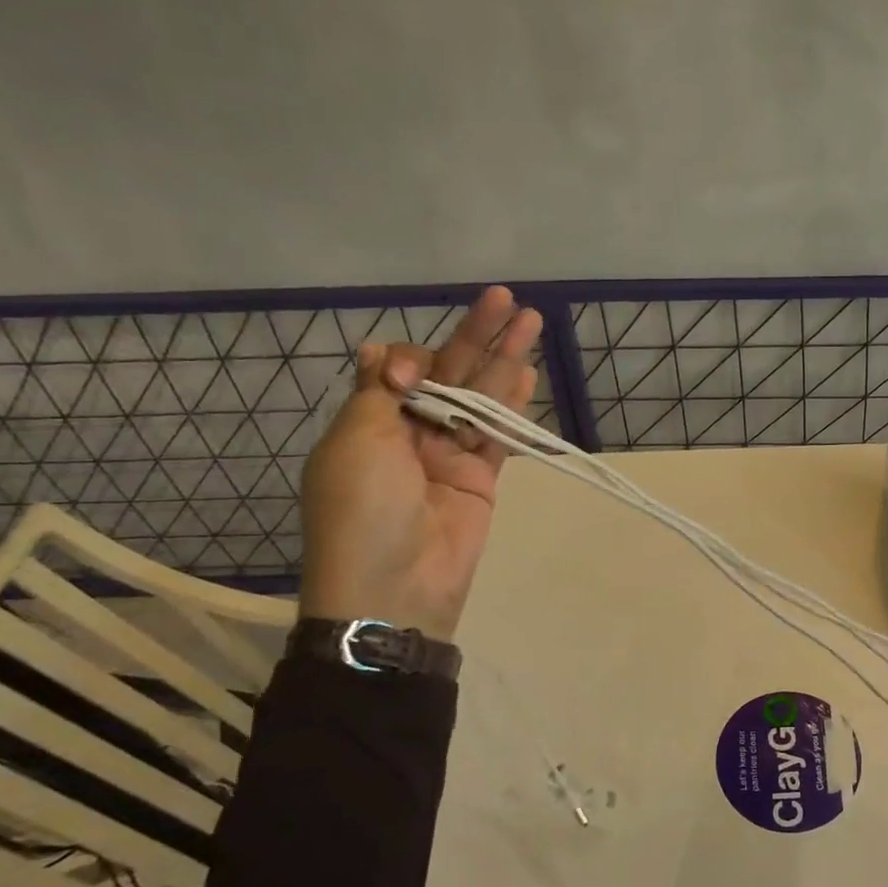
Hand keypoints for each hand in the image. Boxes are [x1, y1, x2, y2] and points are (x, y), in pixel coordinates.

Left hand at [299, 286, 542, 642]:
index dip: (415, 358)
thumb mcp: (357, 442)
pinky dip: (513, 406)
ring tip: (531, 321)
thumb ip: (378, 391)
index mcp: (369, 422)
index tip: (416, 371)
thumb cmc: (364, 509)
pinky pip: (498, 434)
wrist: (395, 587)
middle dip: (477, 337)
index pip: (400, 370)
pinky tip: (527, 373)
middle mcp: (409, 433)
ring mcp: (448, 455)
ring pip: (480, 398)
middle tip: (506, 299)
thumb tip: (378, 349)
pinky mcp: (480, 478)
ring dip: (504, 361)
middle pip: (449, 375)